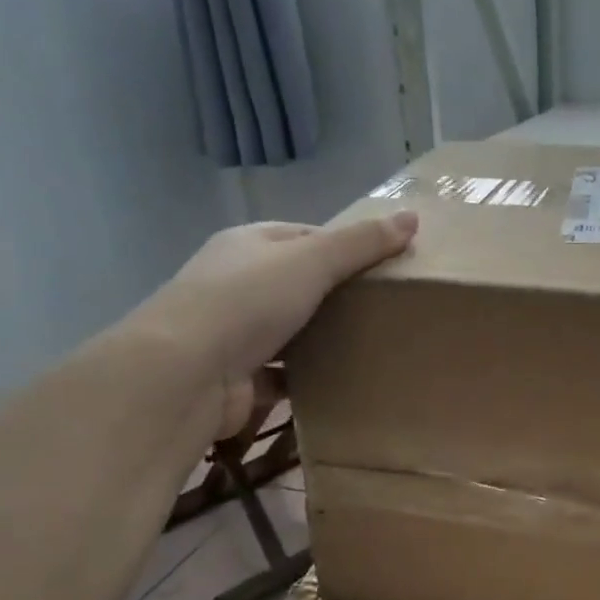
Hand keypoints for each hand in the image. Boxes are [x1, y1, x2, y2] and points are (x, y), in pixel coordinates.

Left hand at [169, 214, 417, 390]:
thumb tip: (412, 217)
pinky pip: (280, 373)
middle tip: (382, 310)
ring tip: (367, 346)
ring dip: (318, 338)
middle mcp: (234, 282)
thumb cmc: (248, 302)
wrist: (187, 373)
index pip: (302, 237)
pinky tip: (335, 382)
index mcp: (247, 245)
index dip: (343, 247)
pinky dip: (304, 377)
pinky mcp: (236, 375)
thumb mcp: (312, 261)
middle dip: (334, 296)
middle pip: (295, 284)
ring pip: (287, 330)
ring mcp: (231, 332)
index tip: (383, 267)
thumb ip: (361, 243)